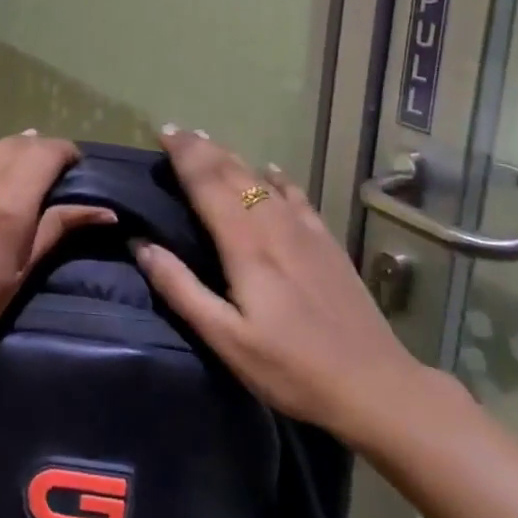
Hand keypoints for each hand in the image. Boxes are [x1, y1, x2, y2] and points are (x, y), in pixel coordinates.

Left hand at [0, 130, 115, 379]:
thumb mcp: (20, 272)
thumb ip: (57, 228)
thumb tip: (105, 211)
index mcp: (7, 199)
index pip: (47, 152)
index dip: (65, 153)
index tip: (72, 165)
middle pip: (16, 144)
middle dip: (35, 152)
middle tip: (42, 171)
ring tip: (6, 169)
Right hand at [132, 127, 439, 449]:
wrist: (375, 386)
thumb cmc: (291, 369)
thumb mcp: (226, 339)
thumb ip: (181, 289)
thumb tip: (142, 245)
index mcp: (246, 246)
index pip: (209, 185)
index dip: (186, 156)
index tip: (164, 133)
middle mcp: (275, 226)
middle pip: (235, 174)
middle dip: (204, 149)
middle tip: (178, 132)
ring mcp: (307, 232)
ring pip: (264, 180)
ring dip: (234, 158)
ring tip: (211, 145)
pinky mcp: (328, 244)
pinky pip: (298, 196)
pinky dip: (279, 178)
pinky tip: (273, 171)